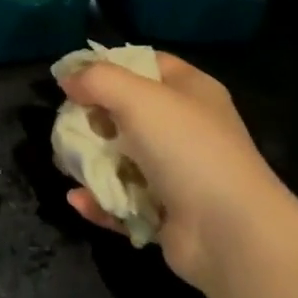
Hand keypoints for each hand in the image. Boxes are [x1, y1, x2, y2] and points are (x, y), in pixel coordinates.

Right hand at [58, 53, 279, 290]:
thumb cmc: (186, 148)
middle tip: (66, 123)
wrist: (232, 234)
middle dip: (93, 118)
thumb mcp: (137, 96)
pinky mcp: (168, 214)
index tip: (73, 77)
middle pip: (128, 112)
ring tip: (65, 164)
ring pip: (123, 158)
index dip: (109, 65)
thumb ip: (97, 80)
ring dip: (92, 162)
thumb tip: (67, 78)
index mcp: (190, 90)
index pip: (145, 63)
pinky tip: (78, 200)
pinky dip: (100, 201)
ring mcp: (178, 173)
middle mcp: (186, 127)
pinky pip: (124, 201)